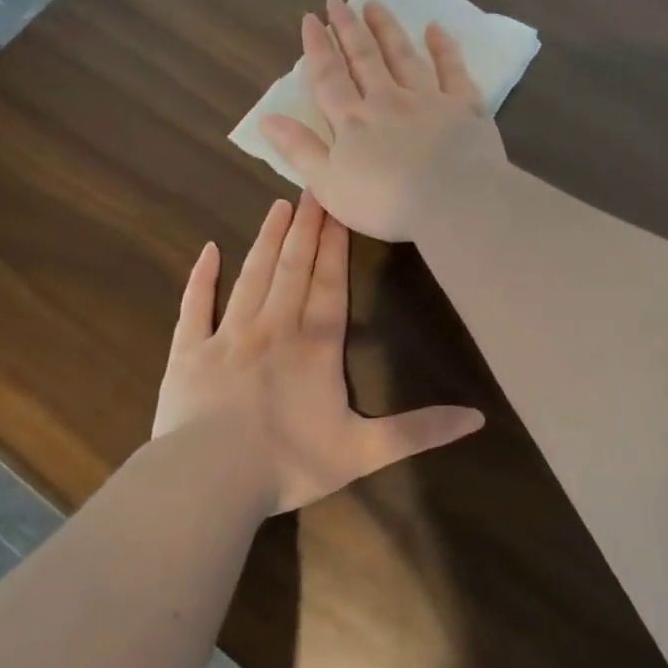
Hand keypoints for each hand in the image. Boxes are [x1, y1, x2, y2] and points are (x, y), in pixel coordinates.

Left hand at [152, 193, 483, 513]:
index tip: (338, 206)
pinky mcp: (189, 352)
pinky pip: (196, 306)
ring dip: (266, 241)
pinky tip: (208, 251)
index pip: (329, 284)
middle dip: (304, 227)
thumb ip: (419, 432)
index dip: (335, 245)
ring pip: (251, 276)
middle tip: (311, 187)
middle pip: (292, 268)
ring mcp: (227, 336)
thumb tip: (478, 418)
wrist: (210, 480)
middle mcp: (273, 329)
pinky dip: (202, 278)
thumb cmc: (289, 464)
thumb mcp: (364, 452)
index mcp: (315, 347)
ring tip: (277, 206)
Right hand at [258, 0, 507, 241]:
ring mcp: (428, 100)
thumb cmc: (385, 202)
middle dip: (348, 28)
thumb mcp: (328, 185)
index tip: (310, 19)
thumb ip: (299, 150)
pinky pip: (452, 70)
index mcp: (353, 121)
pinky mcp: (464, 107)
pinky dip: (443, 48)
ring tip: (374, 5)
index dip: (318, 48)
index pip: (329, 78)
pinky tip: (435, 29)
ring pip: (404, 56)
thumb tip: (266, 119)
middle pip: (365, 58)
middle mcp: (388, 101)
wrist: (452, 201)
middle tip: (337, 0)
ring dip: (387, 29)